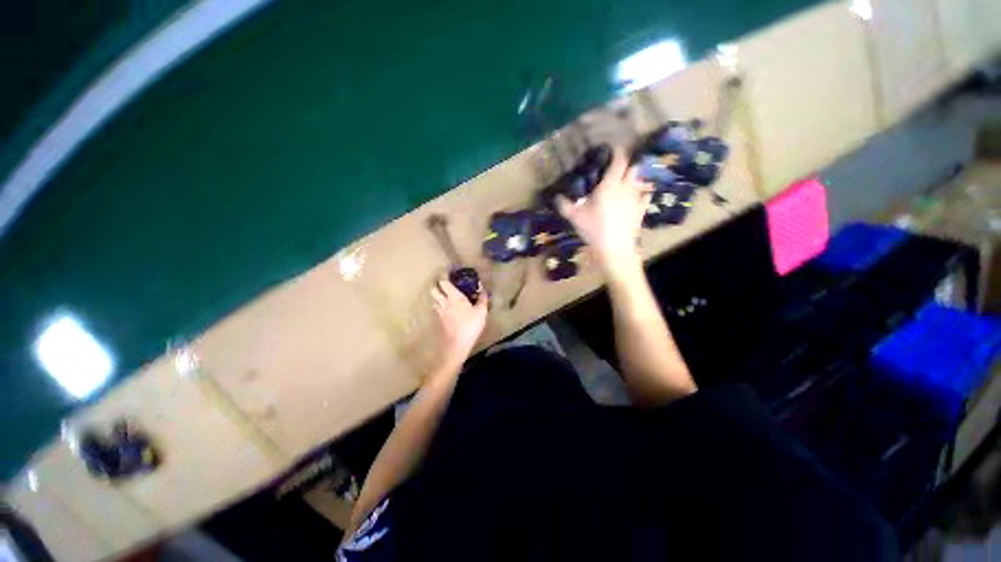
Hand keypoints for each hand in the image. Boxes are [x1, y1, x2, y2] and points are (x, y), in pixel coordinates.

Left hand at [431, 276, 488, 368]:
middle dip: (437, 284)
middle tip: (445, 283)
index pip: (443, 282)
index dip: (444, 275)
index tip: (448, 272)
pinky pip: (436, 308)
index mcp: (454, 297)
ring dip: (437, 294)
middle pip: (434, 289)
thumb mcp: (482, 311)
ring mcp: (440, 311)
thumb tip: (482, 289)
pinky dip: (439, 304)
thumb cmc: (471, 326)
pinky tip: (447, 308)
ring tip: (445, 294)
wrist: (458, 344)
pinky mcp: (439, 320)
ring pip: (434, 298)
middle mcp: (444, 302)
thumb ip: (482, 298)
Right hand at [556, 147, 651, 275]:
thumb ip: (564, 205)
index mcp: (610, 184)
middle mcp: (626, 187)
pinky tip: (637, 197)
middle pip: (633, 168)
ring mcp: (636, 199)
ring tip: (626, 181)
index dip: (617, 151)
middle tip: (618, 167)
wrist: (614, 248)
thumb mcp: (575, 217)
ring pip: (640, 181)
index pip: (619, 160)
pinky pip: (645, 196)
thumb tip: (555, 196)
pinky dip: (642, 193)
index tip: (613, 148)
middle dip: (627, 164)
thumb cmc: (593, 228)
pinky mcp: (641, 210)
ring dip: (634, 178)